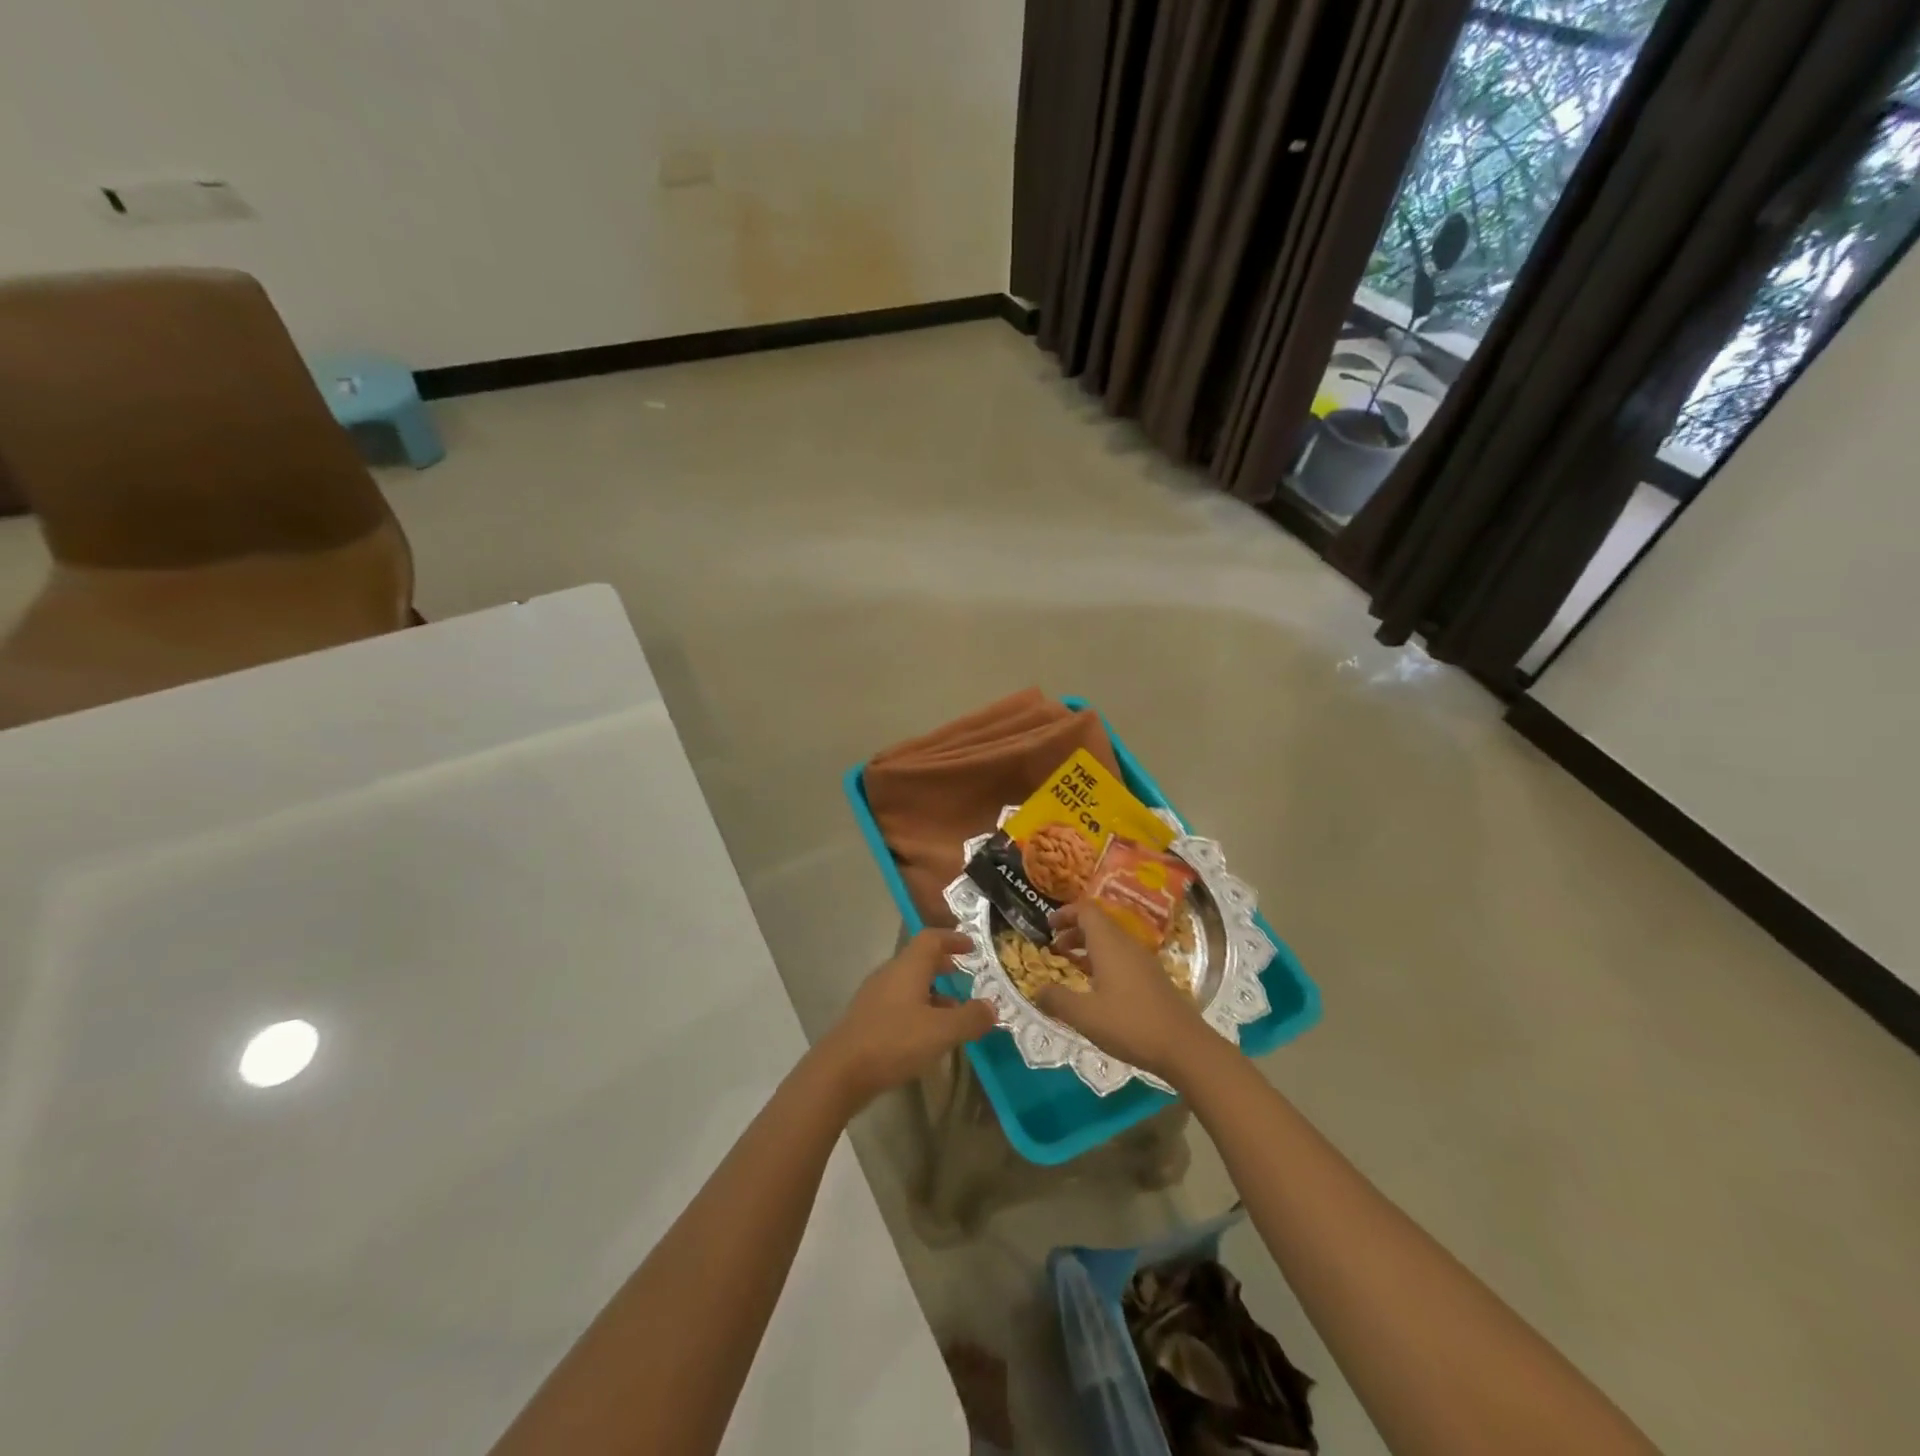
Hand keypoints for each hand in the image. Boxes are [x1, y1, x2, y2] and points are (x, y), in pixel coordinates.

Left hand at [813, 930, 996, 1111]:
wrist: (840, 1072)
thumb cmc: (894, 1041)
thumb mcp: (941, 1031)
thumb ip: (970, 1018)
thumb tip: (992, 1007)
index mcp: (907, 967)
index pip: (931, 938)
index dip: (953, 938)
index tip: (973, 946)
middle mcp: (890, 974)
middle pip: (919, 959)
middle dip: (944, 965)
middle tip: (967, 975)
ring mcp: (875, 997)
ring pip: (909, 984)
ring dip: (933, 991)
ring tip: (955, 1011)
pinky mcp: (867, 1019)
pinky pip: (899, 1004)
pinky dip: (919, 1009)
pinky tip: (928, 1034)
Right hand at [1036, 903, 1216, 1083]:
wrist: (1184, 1046)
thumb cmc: (1130, 1024)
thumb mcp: (1085, 1016)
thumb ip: (1057, 1000)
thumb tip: (1036, 989)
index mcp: (1109, 944)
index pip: (1086, 910)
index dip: (1065, 913)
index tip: (1047, 926)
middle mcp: (1127, 945)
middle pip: (1098, 924)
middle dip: (1073, 931)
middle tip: (1054, 948)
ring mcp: (1143, 961)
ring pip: (1111, 941)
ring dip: (1088, 947)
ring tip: (1070, 965)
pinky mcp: (1152, 978)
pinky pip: (1122, 957)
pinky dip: (1103, 961)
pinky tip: (1096, 987)